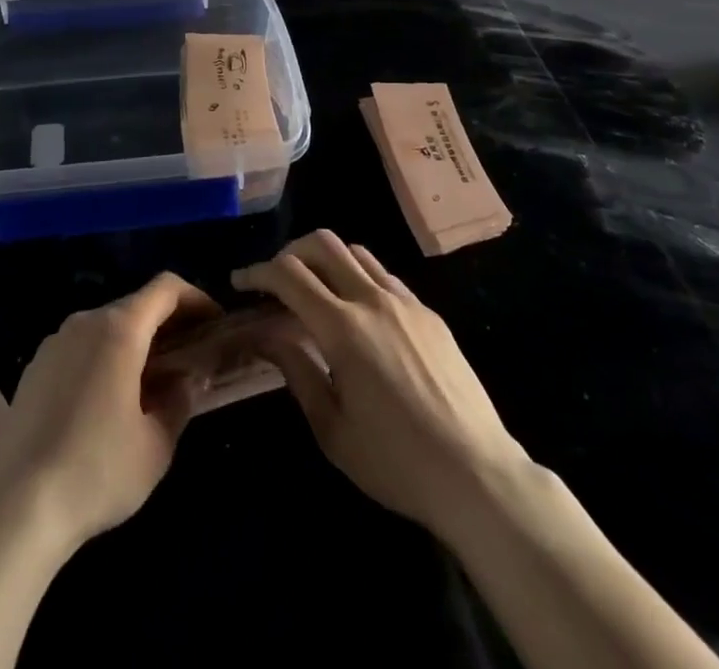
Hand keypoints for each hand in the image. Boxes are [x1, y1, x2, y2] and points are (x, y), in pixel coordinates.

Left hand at [0, 273, 218, 560]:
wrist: (17, 509)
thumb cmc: (97, 471)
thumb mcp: (156, 445)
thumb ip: (180, 401)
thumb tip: (188, 380)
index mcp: (119, 329)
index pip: (165, 288)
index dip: (196, 298)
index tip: (215, 323)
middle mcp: (85, 322)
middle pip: (136, 305)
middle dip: (167, 324)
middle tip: (189, 358)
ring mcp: (54, 343)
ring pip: (107, 327)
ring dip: (135, 343)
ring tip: (151, 383)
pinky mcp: (34, 368)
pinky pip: (80, 348)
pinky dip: (104, 358)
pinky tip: (107, 403)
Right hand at [232, 230, 527, 535]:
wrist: (477, 475)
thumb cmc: (396, 463)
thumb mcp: (332, 429)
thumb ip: (296, 371)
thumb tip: (265, 335)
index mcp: (344, 329)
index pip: (289, 275)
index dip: (258, 272)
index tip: (241, 282)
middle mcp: (373, 300)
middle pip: (323, 244)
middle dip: (290, 252)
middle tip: (275, 280)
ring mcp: (406, 302)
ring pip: (356, 252)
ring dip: (326, 260)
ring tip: (314, 290)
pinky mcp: (429, 313)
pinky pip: (384, 276)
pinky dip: (358, 277)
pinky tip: (357, 312)